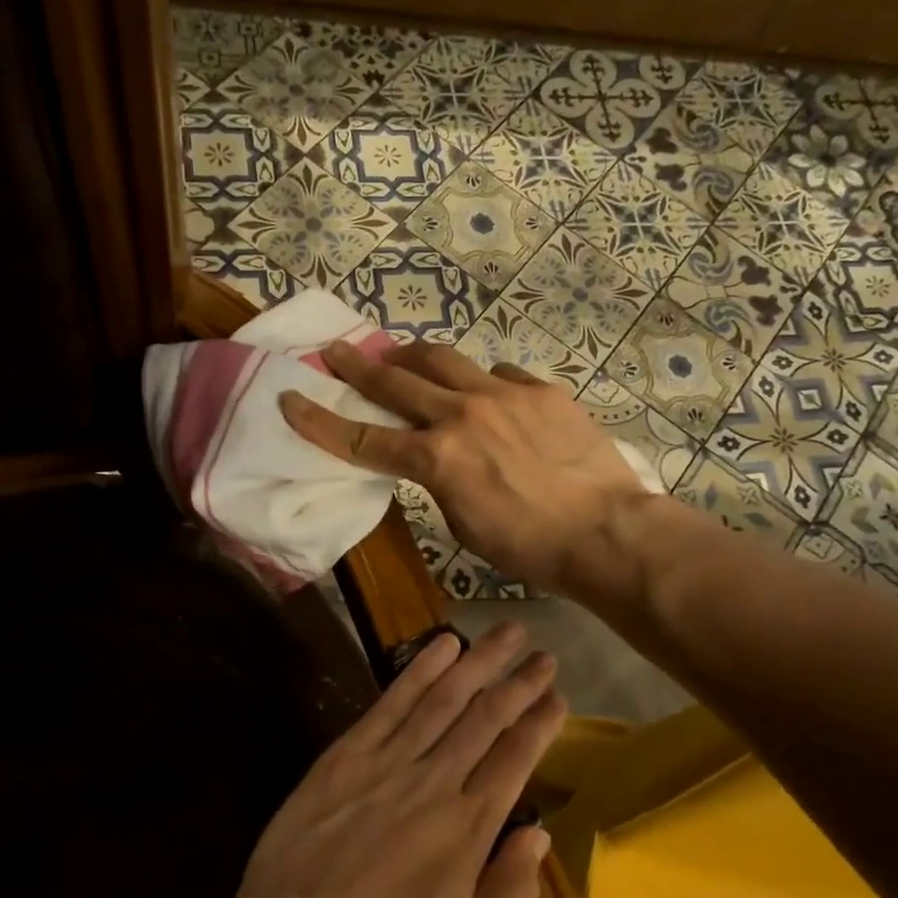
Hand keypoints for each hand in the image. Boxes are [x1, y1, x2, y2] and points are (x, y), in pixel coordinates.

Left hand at [234, 623, 564, 897]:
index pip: (515, 759)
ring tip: (506, 632)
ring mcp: (391, 761)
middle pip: (487, 719)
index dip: (540, 724)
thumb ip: (506, 892)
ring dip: (480, 662)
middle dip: (519, 683)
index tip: (558, 698)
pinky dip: (421, 670)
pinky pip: (393, 702)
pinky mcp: (349, 752)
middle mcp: (437, 781)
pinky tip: (443, 645)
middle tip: (544, 654)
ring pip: (446, 699)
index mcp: (468, 827)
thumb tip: (540, 838)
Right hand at [278, 342, 646, 592]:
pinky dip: (481, 382)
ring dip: (414, 356)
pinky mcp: (541, 390)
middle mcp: (462, 414)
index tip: (290, 399)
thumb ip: (439, 482)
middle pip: (397, 380)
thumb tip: (436, 458)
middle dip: (359, 364)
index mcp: (437, 458)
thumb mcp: (464, 524)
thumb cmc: (530, 547)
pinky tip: (485, 393)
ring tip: (400, 354)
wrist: (607, 533)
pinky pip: (499, 375)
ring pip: (445, 360)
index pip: (363, 438)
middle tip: (335, 349)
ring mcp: (505, 395)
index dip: (320, 421)